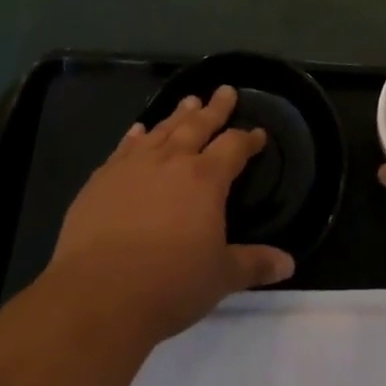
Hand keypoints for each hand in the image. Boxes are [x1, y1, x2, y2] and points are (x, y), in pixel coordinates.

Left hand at [47, 87, 294, 345]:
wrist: (97, 295)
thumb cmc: (169, 285)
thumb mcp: (220, 277)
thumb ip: (254, 264)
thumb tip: (289, 264)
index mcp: (206, 179)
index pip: (234, 147)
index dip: (248, 139)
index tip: (258, 133)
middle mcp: (172, 161)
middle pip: (198, 125)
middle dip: (215, 109)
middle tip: (225, 90)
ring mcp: (133, 166)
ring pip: (162, 129)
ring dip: (178, 114)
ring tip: (189, 100)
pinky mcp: (102, 179)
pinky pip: (124, 147)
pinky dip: (136, 136)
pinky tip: (139, 130)